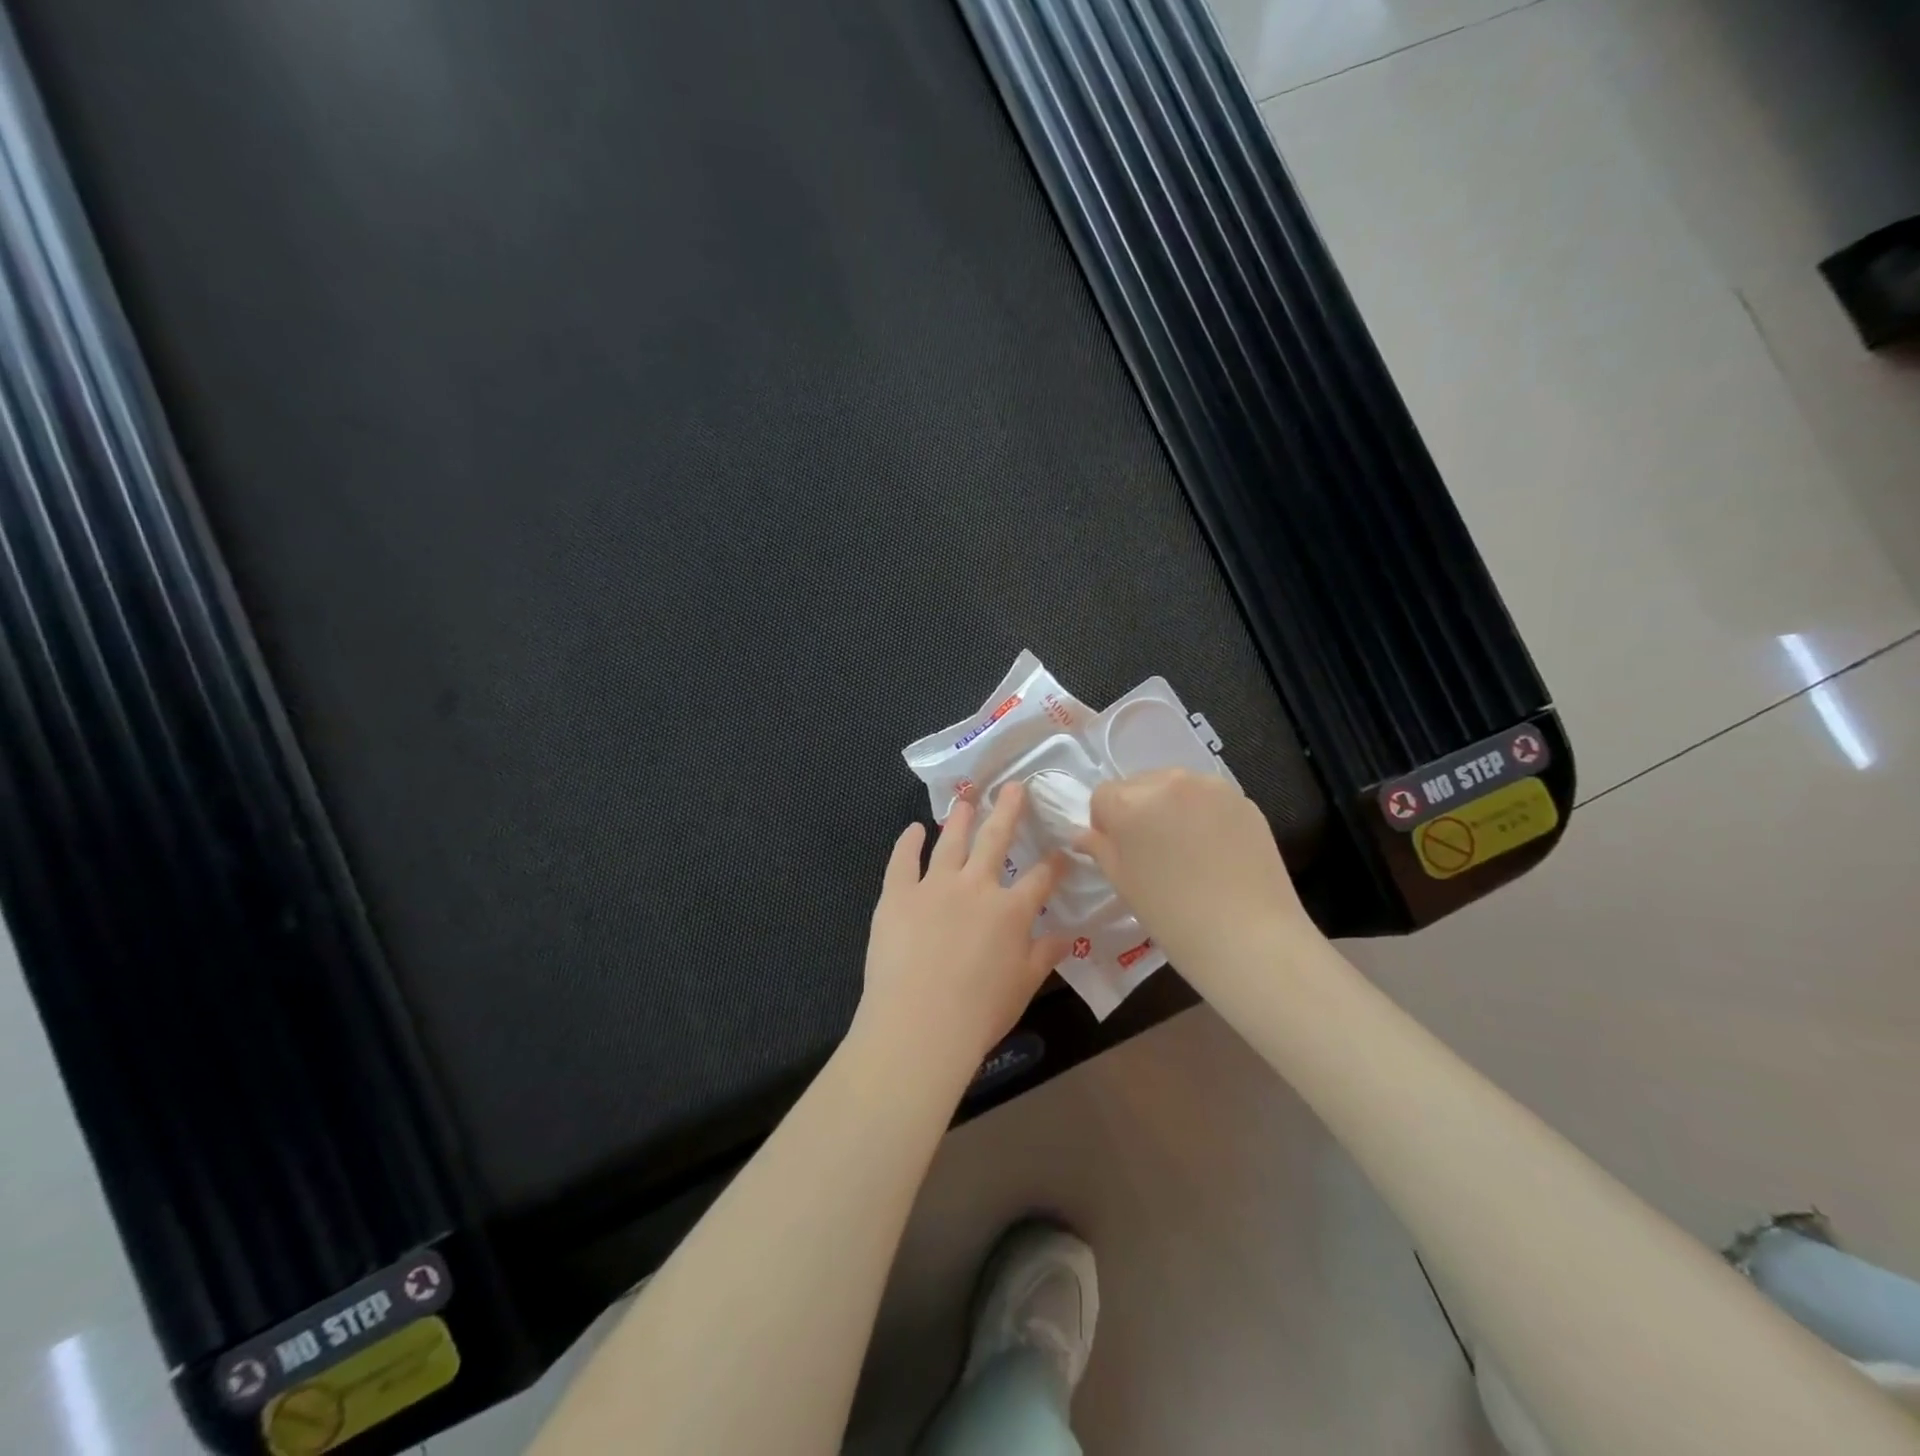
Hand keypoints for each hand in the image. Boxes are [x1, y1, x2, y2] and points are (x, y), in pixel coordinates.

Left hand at [856, 782, 1069, 1073]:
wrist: (919, 1023)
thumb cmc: (978, 1012)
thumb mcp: (1022, 986)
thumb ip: (1043, 955)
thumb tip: (1067, 936)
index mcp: (1010, 911)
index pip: (1040, 879)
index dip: (1054, 864)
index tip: (1062, 851)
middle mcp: (976, 887)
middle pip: (996, 839)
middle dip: (1008, 810)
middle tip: (1013, 786)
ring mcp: (934, 886)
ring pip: (951, 841)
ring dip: (961, 818)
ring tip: (966, 798)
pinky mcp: (897, 894)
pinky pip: (903, 860)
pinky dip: (908, 842)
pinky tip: (914, 829)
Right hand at [1076, 769, 1312, 970]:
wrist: (1250, 937)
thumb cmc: (1173, 916)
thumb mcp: (1123, 883)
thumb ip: (1100, 849)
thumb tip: (1083, 835)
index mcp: (1130, 802)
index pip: (1102, 796)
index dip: (1104, 823)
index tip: (1118, 852)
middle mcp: (1169, 782)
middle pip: (1138, 785)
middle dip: (1137, 810)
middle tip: (1150, 852)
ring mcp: (1210, 786)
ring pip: (1174, 786)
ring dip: (1169, 808)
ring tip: (1184, 850)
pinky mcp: (1242, 799)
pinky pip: (1207, 797)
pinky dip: (1201, 813)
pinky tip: (1213, 850)